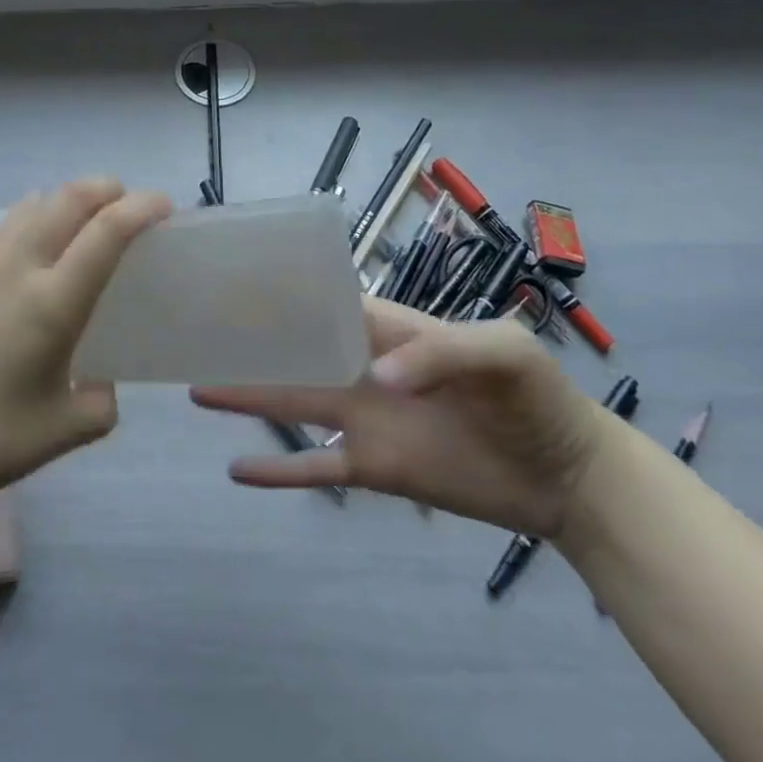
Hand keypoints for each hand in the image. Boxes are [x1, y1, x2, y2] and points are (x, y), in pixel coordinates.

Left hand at [0, 178, 170, 500]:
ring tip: (90, 219)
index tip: (166, 206)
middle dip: (108, 188)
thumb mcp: (64, 430)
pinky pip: (10, 221)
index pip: (106, 231)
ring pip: (36, 202)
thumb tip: (102, 383)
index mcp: (52, 303)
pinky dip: (38, 212)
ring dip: (71, 197)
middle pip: (69, 198)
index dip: (141, 207)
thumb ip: (101, 402)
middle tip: (132, 205)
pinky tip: (43, 239)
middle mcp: (20, 267)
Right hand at [191, 298, 606, 538]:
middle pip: (294, 351)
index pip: (322, 303)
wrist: (567, 475)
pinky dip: (279, 470)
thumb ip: (442, 353)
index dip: (280, 295)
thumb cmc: (536, 397)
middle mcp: (362, 367)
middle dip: (250, 342)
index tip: (232, 286)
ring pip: (293, 403)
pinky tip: (237, 471)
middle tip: (194, 334)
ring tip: (197, 389)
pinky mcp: (373, 467)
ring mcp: (364, 418)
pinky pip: (316, 467)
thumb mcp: (503, 352)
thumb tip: (376, 379)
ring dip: (248, 397)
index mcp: (387, 328)